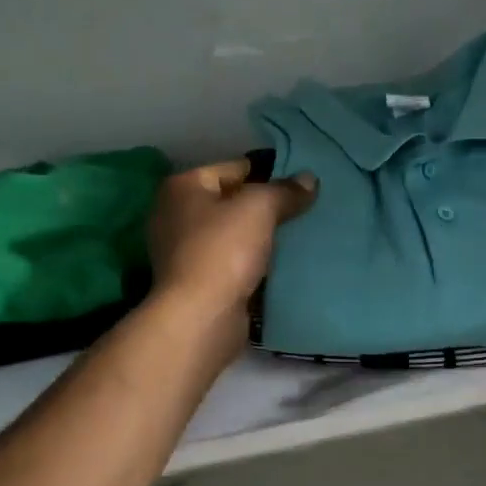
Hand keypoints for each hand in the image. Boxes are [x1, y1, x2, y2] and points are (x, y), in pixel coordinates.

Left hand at [147, 159, 317, 331]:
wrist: (201, 318)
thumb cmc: (223, 250)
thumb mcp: (260, 208)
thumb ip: (286, 190)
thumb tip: (310, 180)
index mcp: (182, 187)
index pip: (235, 168)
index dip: (270, 173)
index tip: (301, 185)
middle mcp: (175, 214)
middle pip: (233, 201)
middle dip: (267, 207)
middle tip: (304, 211)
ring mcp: (183, 251)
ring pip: (235, 233)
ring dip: (262, 237)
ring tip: (299, 236)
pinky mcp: (196, 281)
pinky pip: (233, 261)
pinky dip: (254, 262)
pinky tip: (282, 264)